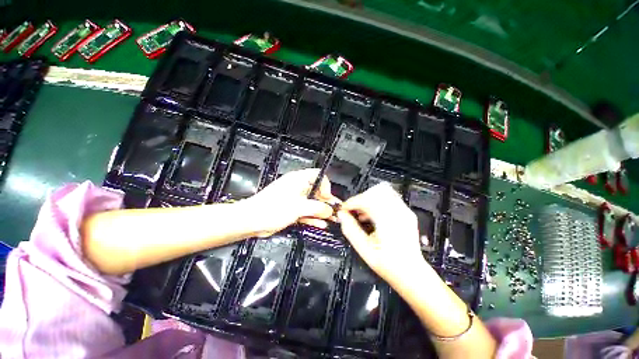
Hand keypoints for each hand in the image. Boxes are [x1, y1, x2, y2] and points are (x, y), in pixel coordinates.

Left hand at [243, 168, 339, 236]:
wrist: (252, 221)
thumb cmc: (272, 209)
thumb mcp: (299, 207)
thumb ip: (317, 208)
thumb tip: (329, 210)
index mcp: (299, 180)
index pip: (318, 176)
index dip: (326, 185)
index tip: (328, 197)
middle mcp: (298, 187)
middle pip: (317, 191)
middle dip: (327, 202)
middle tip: (335, 211)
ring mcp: (295, 199)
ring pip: (312, 203)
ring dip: (322, 211)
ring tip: (332, 219)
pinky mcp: (292, 210)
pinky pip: (306, 212)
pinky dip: (313, 217)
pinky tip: (321, 224)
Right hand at [337, 183, 427, 285]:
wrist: (412, 273)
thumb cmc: (389, 265)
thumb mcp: (364, 249)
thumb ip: (350, 230)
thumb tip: (341, 215)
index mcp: (388, 221)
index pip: (366, 200)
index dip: (352, 202)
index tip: (343, 208)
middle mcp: (398, 212)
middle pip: (373, 193)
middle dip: (359, 200)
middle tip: (351, 211)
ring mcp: (404, 211)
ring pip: (381, 193)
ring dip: (367, 200)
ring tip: (360, 214)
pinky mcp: (406, 213)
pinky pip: (388, 199)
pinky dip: (376, 202)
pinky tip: (370, 215)